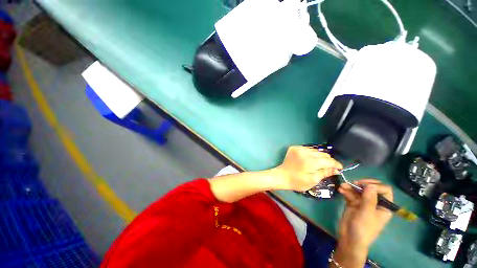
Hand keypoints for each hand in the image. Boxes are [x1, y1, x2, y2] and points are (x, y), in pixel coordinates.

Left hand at [274, 146, 341, 190]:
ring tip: (319, 163)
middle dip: (327, 160)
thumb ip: (325, 173)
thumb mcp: (313, 180)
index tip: (339, 168)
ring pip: (315, 150)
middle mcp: (305, 152)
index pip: (328, 160)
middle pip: (322, 154)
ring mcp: (298, 148)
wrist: (281, 176)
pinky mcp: (294, 147)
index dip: (335, 164)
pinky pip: (307, 149)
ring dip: (319, 156)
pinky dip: (310, 153)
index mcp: (310, 161)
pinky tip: (309, 159)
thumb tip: (336, 169)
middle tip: (329, 167)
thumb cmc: (297, 181)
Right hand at [336, 180, 392, 259]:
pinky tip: (340, 190)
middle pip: (371, 188)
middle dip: (361, 184)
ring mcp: (363, 203)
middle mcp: (374, 203)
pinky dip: (346, 191)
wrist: (349, 238)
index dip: (376, 186)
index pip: (384, 191)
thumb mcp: (367, 213)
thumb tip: (371, 185)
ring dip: (350, 187)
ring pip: (359, 190)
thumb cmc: (363, 228)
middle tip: (353, 183)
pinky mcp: (353, 204)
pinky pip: (350, 194)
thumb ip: (369, 198)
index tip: (364, 186)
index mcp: (384, 207)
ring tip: (342, 186)